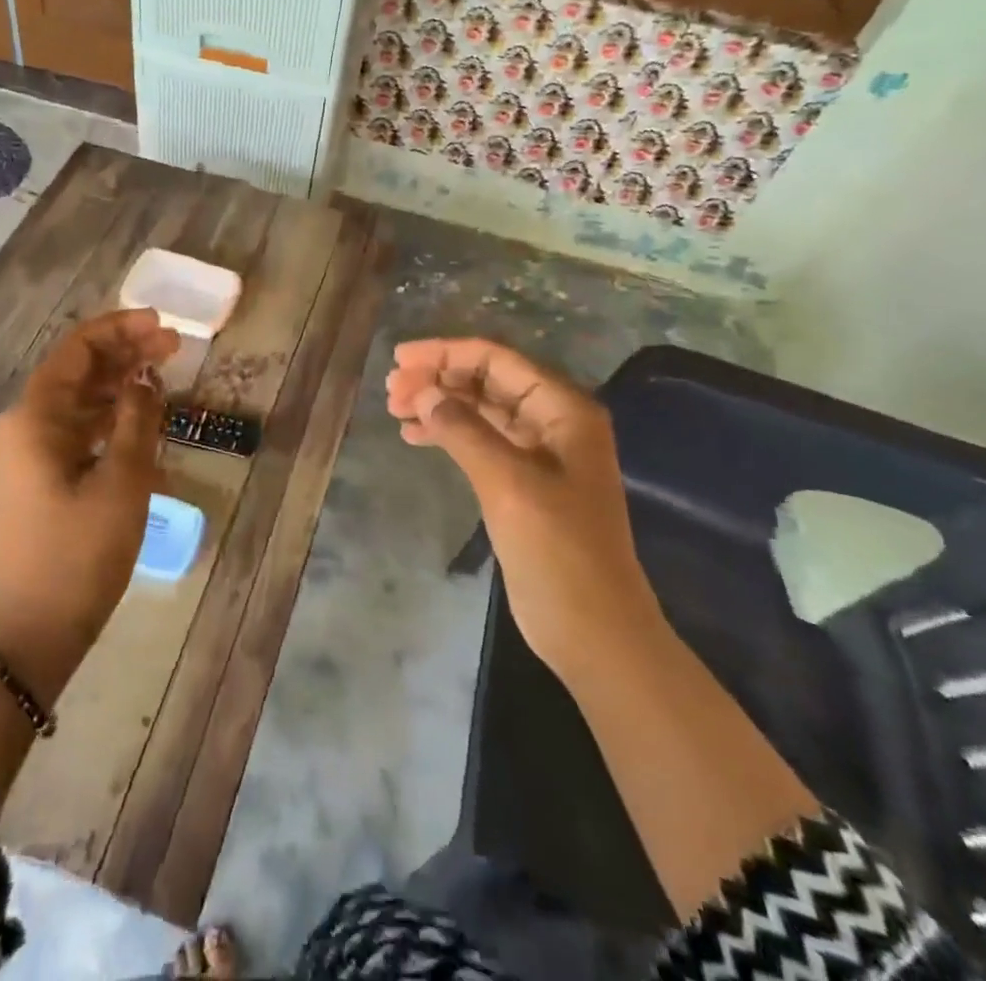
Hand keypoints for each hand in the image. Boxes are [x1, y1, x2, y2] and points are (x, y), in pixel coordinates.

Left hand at [0, 308, 179, 704]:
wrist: (25, 638)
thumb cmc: (76, 556)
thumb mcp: (121, 484)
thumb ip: (136, 422)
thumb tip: (143, 381)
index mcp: (34, 418)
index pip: (78, 350)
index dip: (121, 329)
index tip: (163, 326)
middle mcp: (22, 428)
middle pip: (77, 373)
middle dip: (124, 356)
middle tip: (173, 349)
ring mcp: (25, 457)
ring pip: (77, 405)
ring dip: (118, 389)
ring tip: (162, 381)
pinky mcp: (34, 483)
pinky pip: (73, 436)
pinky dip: (107, 425)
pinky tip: (140, 427)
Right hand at [386, 338, 660, 664]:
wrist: (593, 631)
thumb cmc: (558, 551)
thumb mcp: (508, 483)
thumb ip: (464, 430)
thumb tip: (424, 392)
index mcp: (563, 409)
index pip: (498, 360)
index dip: (446, 353)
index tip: (399, 359)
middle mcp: (553, 421)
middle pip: (487, 380)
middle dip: (439, 378)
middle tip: (391, 391)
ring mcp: (539, 453)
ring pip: (481, 409)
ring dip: (440, 404)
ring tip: (395, 410)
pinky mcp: (523, 482)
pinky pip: (480, 440)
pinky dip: (448, 434)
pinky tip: (416, 436)